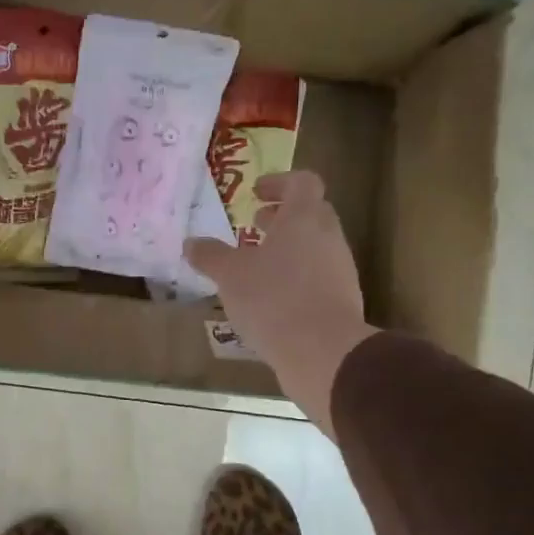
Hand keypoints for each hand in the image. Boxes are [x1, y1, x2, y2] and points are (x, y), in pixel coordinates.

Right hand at [183, 171, 377, 434]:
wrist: (323, 352)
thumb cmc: (273, 299)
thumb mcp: (230, 275)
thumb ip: (210, 256)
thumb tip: (191, 243)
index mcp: (304, 219)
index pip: (302, 182)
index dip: (279, 182)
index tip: (256, 193)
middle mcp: (328, 238)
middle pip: (312, 213)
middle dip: (283, 217)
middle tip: (255, 226)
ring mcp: (340, 270)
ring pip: (315, 247)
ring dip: (289, 249)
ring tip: (258, 267)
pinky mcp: (342, 300)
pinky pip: (318, 277)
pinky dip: (296, 278)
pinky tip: (272, 300)